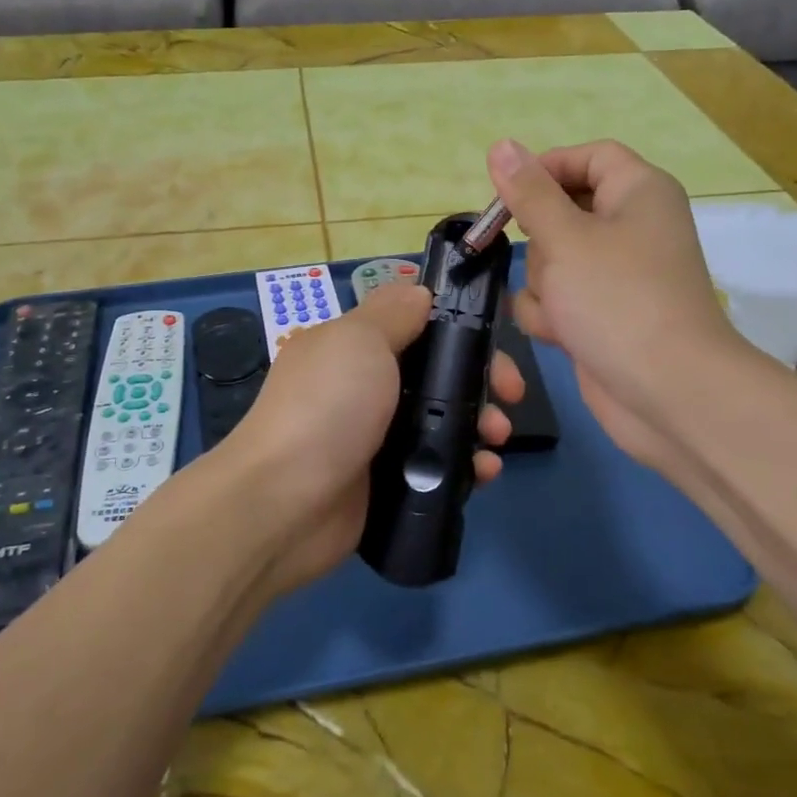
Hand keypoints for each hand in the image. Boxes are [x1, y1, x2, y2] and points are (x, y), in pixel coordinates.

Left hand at [216, 284, 523, 596]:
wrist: (284, 503)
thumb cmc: (327, 408)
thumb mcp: (359, 340)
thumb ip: (393, 313)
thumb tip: (419, 293)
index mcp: (352, 347)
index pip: (417, 327)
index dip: (460, 330)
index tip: (494, 344)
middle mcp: (364, 389)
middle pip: (437, 376)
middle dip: (481, 380)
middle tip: (512, 397)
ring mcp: (374, 439)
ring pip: (442, 422)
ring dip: (480, 425)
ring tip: (497, 441)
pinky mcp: (385, 484)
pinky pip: (435, 467)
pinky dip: (465, 466)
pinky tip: (484, 473)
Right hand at [489, 138, 748, 475]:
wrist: (666, 392)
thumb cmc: (617, 300)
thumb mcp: (565, 238)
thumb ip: (529, 193)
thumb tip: (501, 145)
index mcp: (638, 192)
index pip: (587, 157)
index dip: (546, 168)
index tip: (506, 193)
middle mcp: (630, 227)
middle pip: (562, 211)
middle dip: (540, 242)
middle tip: (543, 262)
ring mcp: (615, 275)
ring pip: (551, 260)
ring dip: (543, 286)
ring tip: (561, 310)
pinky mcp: (601, 314)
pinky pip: (558, 298)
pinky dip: (551, 315)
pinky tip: (561, 335)